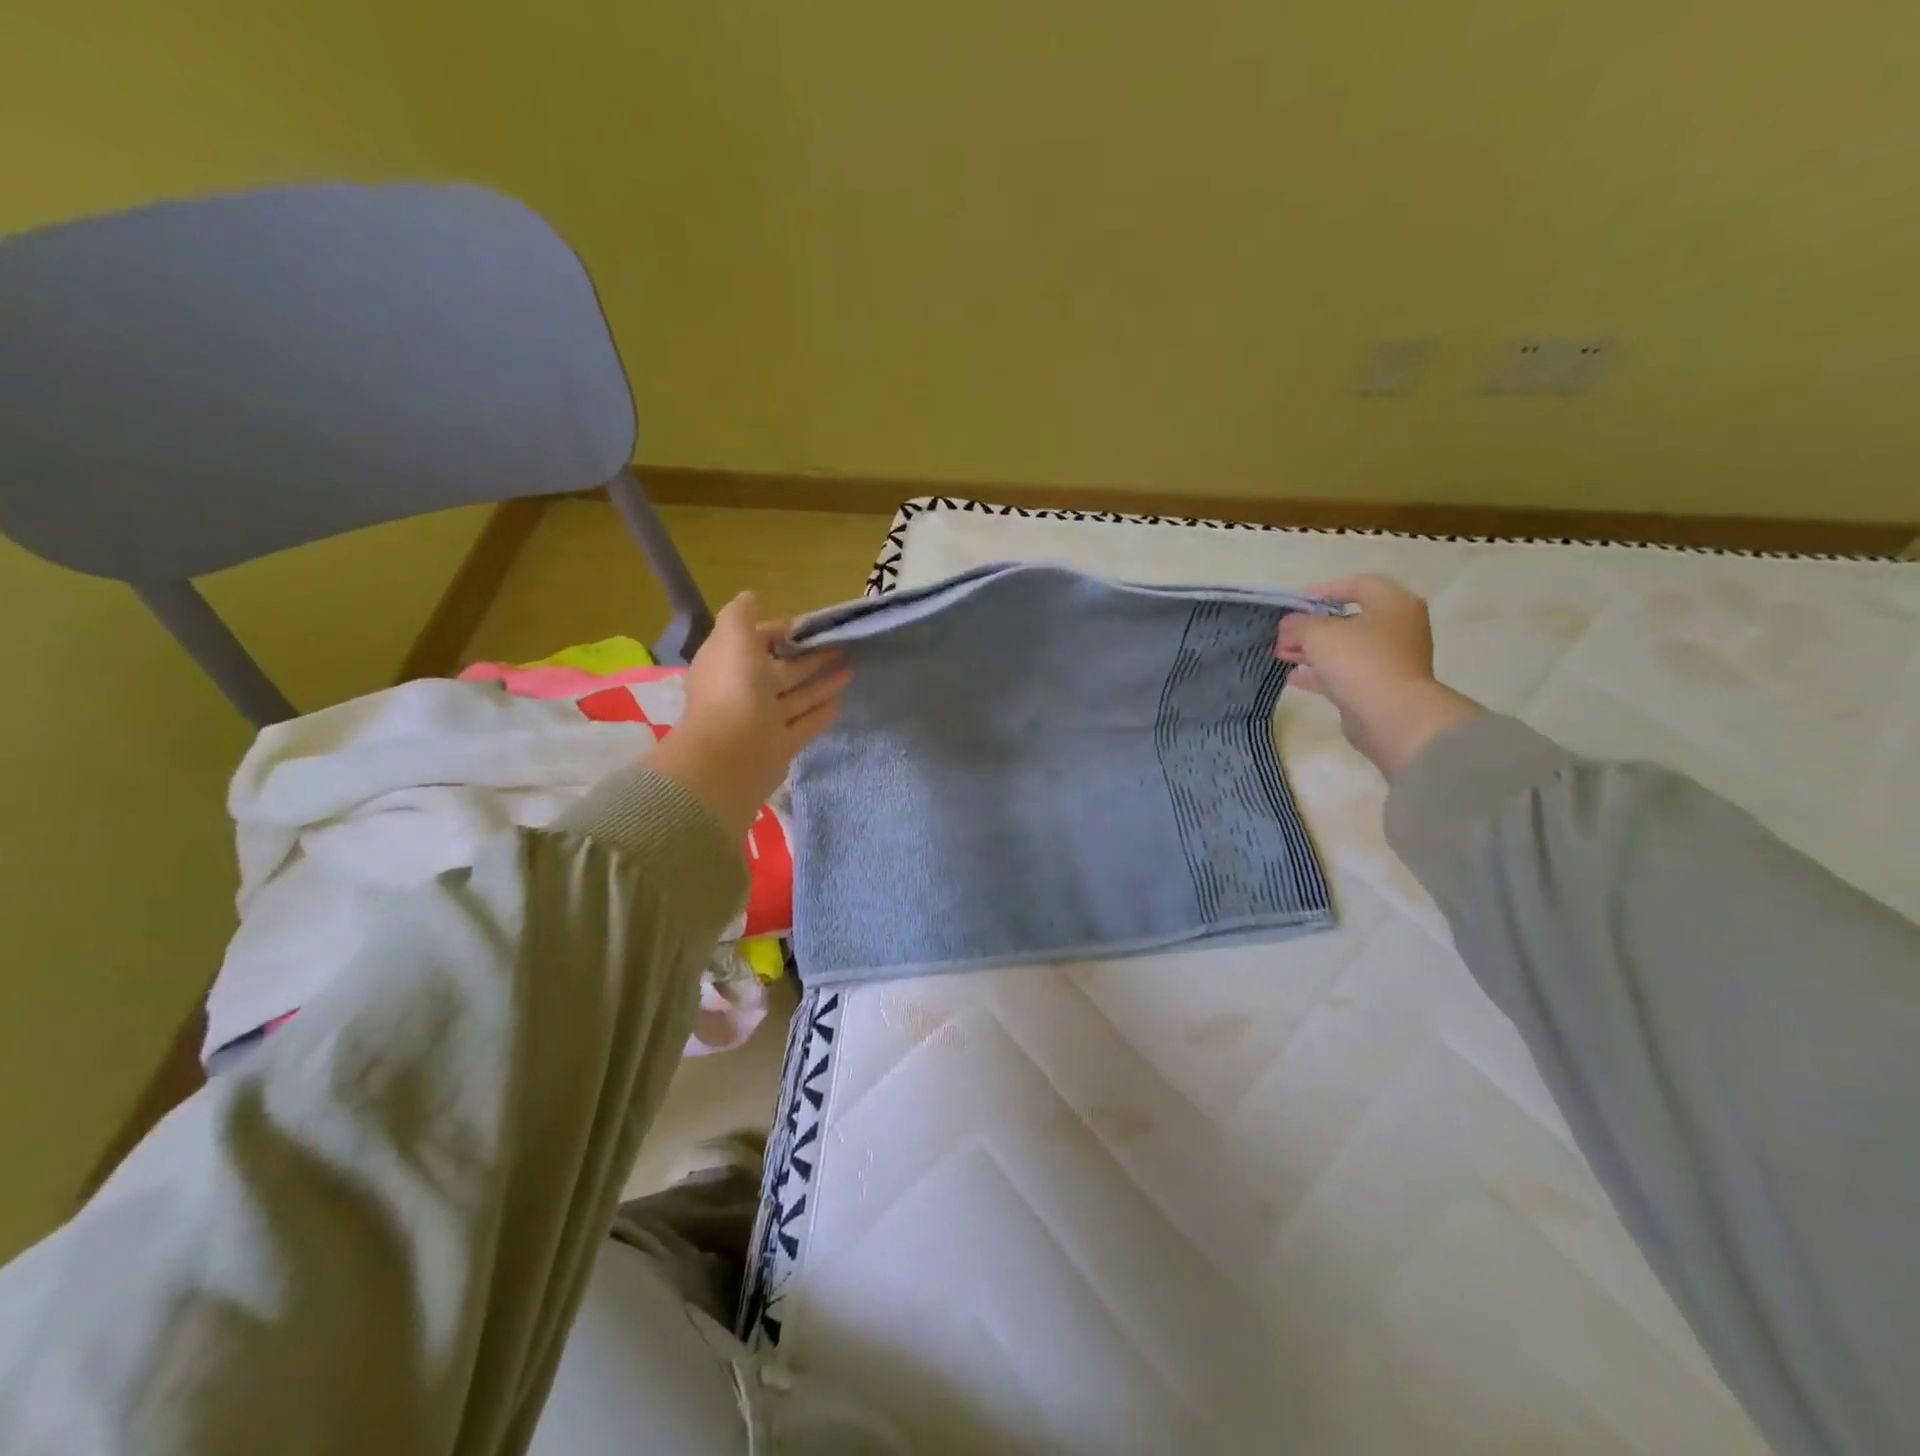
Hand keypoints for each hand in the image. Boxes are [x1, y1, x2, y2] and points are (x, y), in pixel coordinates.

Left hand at [648, 592, 851, 837]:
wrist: (731, 756)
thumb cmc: (734, 690)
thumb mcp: (734, 638)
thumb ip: (741, 615)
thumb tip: (750, 597)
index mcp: (729, 663)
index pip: (757, 642)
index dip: (782, 632)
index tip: (811, 626)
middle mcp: (744, 691)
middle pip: (781, 670)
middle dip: (809, 657)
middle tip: (843, 646)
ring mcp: (762, 721)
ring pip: (796, 697)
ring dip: (821, 683)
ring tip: (851, 670)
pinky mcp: (780, 746)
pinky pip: (804, 725)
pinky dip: (821, 713)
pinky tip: (841, 703)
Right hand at [1274, 575, 1482, 778]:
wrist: (1391, 715)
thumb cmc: (1359, 661)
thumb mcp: (1319, 634)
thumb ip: (1298, 624)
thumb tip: (1289, 624)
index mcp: (1393, 604)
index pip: (1358, 585)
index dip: (1324, 591)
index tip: (1295, 604)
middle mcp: (1398, 627)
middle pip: (1349, 619)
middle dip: (1311, 627)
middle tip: (1284, 634)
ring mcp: (1391, 659)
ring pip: (1345, 648)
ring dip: (1312, 650)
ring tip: (1282, 655)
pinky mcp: (1381, 686)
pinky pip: (1347, 672)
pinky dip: (1321, 672)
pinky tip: (1294, 676)